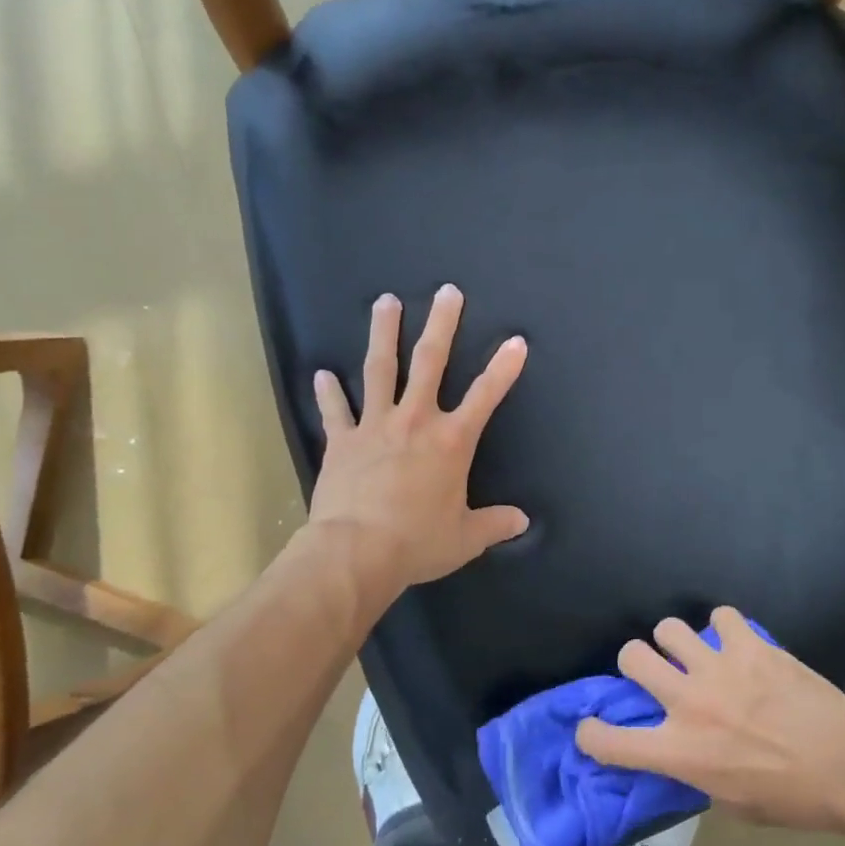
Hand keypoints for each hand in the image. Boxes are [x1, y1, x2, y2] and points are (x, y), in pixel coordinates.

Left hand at [306, 285, 528, 594]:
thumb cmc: (417, 542)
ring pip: (380, 369)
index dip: (504, 368)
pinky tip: (321, 373)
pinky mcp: (342, 441)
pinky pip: (335, 411)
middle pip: (430, 362)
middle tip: (447, 291)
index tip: (516, 341)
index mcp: (451, 441)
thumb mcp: (465, 538)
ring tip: (385, 301)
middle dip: (442, 325)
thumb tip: (523, 522)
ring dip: (383, 333)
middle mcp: (415, 421)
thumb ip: (495, 524)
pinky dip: (328, 392)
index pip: (486, 396)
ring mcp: (375, 426)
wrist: (356, 554)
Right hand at [575, 607, 844, 832]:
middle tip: (655, 671)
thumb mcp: (731, 804)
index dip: (591, 734)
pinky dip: (723, 628)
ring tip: (693, 651)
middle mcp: (687, 702)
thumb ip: (697, 773)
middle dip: (635, 662)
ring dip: (675, 641)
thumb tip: (686, 752)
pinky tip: (736, 642)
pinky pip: (720, 616)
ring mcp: (717, 668)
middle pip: (631, 658)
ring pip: (668, 628)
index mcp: (679, 751)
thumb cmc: (791, 797)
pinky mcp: (748, 645)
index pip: (610, 741)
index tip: (592, 730)